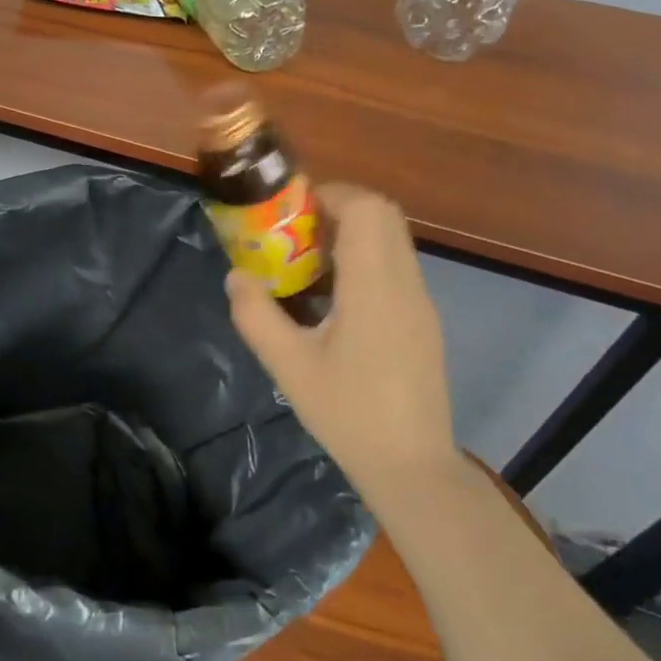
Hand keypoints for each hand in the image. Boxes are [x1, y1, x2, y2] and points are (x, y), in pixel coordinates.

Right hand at [225, 184, 457, 506]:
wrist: (411, 464)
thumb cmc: (348, 413)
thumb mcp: (288, 366)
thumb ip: (256, 316)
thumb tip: (236, 276)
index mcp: (375, 286)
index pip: (368, 209)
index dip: (331, 195)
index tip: (292, 211)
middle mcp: (406, 283)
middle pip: (384, 216)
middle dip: (339, 210)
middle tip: (296, 234)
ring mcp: (420, 302)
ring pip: (393, 242)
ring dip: (353, 237)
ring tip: (309, 266)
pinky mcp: (424, 322)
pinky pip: (396, 269)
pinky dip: (366, 262)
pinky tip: (335, 302)